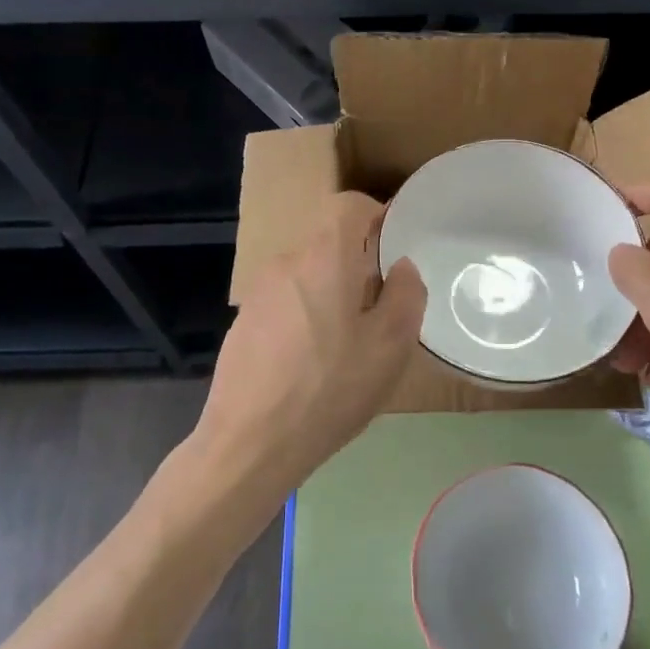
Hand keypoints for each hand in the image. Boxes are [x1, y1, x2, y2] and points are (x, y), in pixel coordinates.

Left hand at [192, 191, 425, 499]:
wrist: (251, 442)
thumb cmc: (330, 388)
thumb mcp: (390, 345)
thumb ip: (406, 294)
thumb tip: (401, 267)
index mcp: (323, 256)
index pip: (348, 205)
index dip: (375, 214)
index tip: (394, 244)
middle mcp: (286, 262)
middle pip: (327, 242)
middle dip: (357, 263)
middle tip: (380, 306)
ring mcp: (258, 292)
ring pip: (306, 274)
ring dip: (331, 292)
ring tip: (348, 341)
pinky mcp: (243, 322)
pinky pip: (285, 301)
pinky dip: (306, 315)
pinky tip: (312, 362)